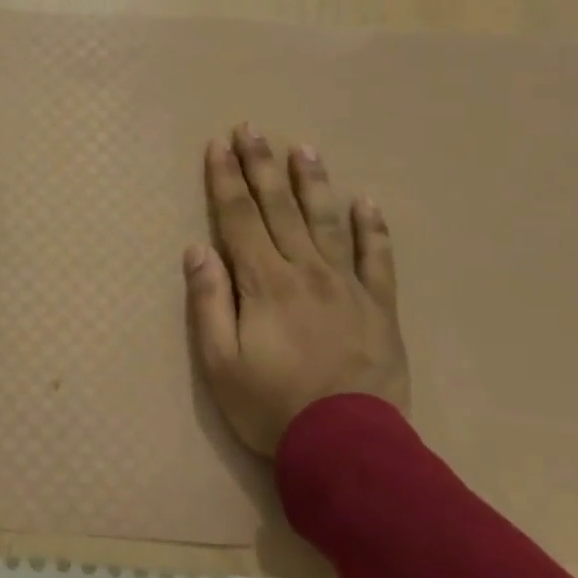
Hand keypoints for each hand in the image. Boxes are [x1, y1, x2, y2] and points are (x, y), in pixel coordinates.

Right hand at [184, 126, 407, 455]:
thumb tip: (198, 249)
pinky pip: (378, 259)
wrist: (350, 449)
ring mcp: (348, 286)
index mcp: (265, 283)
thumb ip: (209, 302)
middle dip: (261, 166)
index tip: (218, 145)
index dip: (226, 179)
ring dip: (313, 183)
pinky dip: (373, 229)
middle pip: (279, 208)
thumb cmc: (272, 406)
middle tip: (251, 128)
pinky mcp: (379, 307)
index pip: (240, 218)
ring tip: (303, 148)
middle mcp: (306, 271)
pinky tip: (367, 203)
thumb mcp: (220, 363)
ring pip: (328, 222)